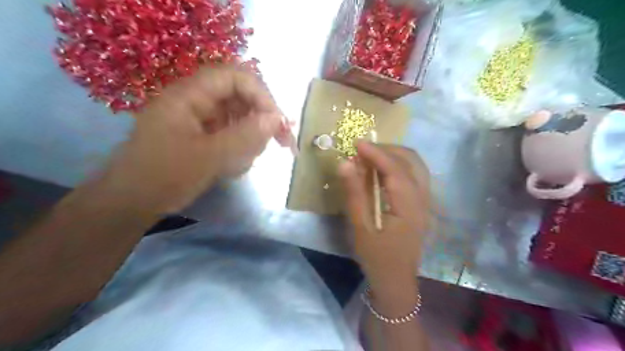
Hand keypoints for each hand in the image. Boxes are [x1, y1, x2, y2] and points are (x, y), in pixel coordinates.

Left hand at [102, 65, 288, 213]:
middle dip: (262, 122)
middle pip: (242, 99)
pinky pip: (232, 136)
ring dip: (249, 141)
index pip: (235, 78)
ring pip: (240, 120)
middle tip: (281, 145)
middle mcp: (197, 102)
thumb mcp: (208, 157)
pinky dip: (238, 152)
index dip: (262, 96)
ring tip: (239, 164)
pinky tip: (231, 169)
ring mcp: (200, 121)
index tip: (279, 123)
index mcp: (190, 96)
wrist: (131, 203)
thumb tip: (277, 119)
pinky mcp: (203, 137)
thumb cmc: (163, 176)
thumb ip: (245, 136)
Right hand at [340, 141, 432, 290]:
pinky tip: (382, 170)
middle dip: (386, 150)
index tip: (356, 143)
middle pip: (410, 161)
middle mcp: (423, 199)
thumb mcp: (360, 227)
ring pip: (415, 165)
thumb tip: (345, 164)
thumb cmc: (376, 257)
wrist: (396, 281)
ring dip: (393, 155)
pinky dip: (398, 165)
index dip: (376, 153)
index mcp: (409, 206)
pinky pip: (414, 175)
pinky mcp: (421, 204)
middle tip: (361, 150)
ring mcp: (425, 201)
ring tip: (370, 156)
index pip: (395, 170)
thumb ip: (354, 193)